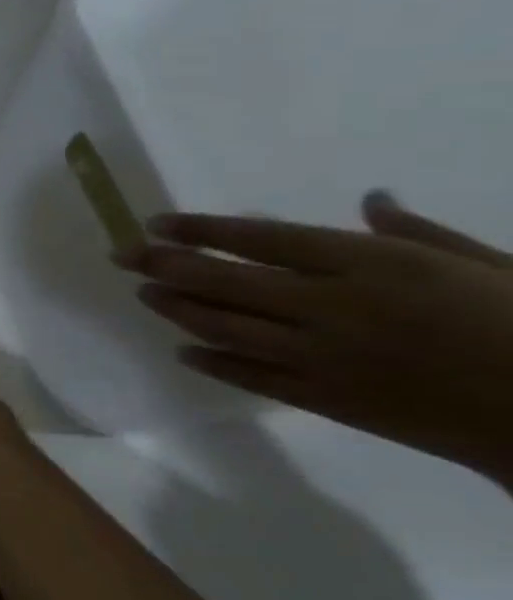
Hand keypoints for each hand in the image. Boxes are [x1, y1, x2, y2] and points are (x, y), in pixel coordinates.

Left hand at [130, 192, 512, 477]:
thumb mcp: (491, 264)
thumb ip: (417, 234)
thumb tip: (370, 199)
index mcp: (373, 265)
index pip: (260, 239)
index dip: (201, 230)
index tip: (157, 224)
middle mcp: (332, 306)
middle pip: (223, 280)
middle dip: (163, 264)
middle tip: (122, 255)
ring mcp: (323, 356)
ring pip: (224, 327)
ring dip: (177, 309)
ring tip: (145, 294)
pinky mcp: (327, 400)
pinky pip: (251, 377)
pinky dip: (212, 362)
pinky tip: (184, 351)